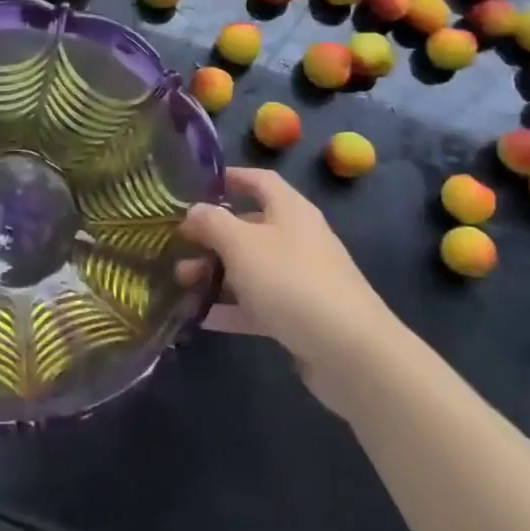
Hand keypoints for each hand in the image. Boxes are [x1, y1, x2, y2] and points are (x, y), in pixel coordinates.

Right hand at [179, 168, 384, 414]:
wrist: (351, 352)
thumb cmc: (291, 281)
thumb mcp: (241, 245)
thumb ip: (212, 223)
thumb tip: (194, 211)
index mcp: (290, 210)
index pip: (259, 181)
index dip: (230, 178)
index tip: (197, 186)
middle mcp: (297, 238)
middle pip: (250, 227)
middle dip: (212, 236)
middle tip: (178, 246)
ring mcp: (301, 279)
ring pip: (251, 268)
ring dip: (216, 273)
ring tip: (181, 283)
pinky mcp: (301, 316)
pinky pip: (259, 304)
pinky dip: (231, 308)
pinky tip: (200, 317)